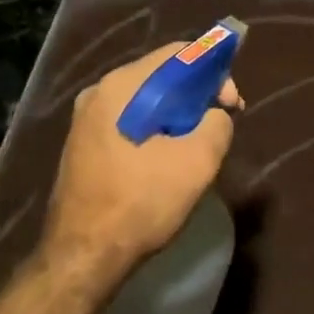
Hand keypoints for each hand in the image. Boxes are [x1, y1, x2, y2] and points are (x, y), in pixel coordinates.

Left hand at [42, 42, 241, 280]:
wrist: (81, 259)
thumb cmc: (140, 203)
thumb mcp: (198, 161)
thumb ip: (217, 123)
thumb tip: (214, 116)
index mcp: (122, 86)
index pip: (179, 54)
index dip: (213, 72)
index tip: (231, 104)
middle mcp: (99, 92)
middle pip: (161, 76)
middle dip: (196, 96)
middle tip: (219, 124)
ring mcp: (87, 120)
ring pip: (146, 102)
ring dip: (177, 116)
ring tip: (197, 146)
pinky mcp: (83, 145)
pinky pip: (130, 122)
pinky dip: (155, 131)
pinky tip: (167, 161)